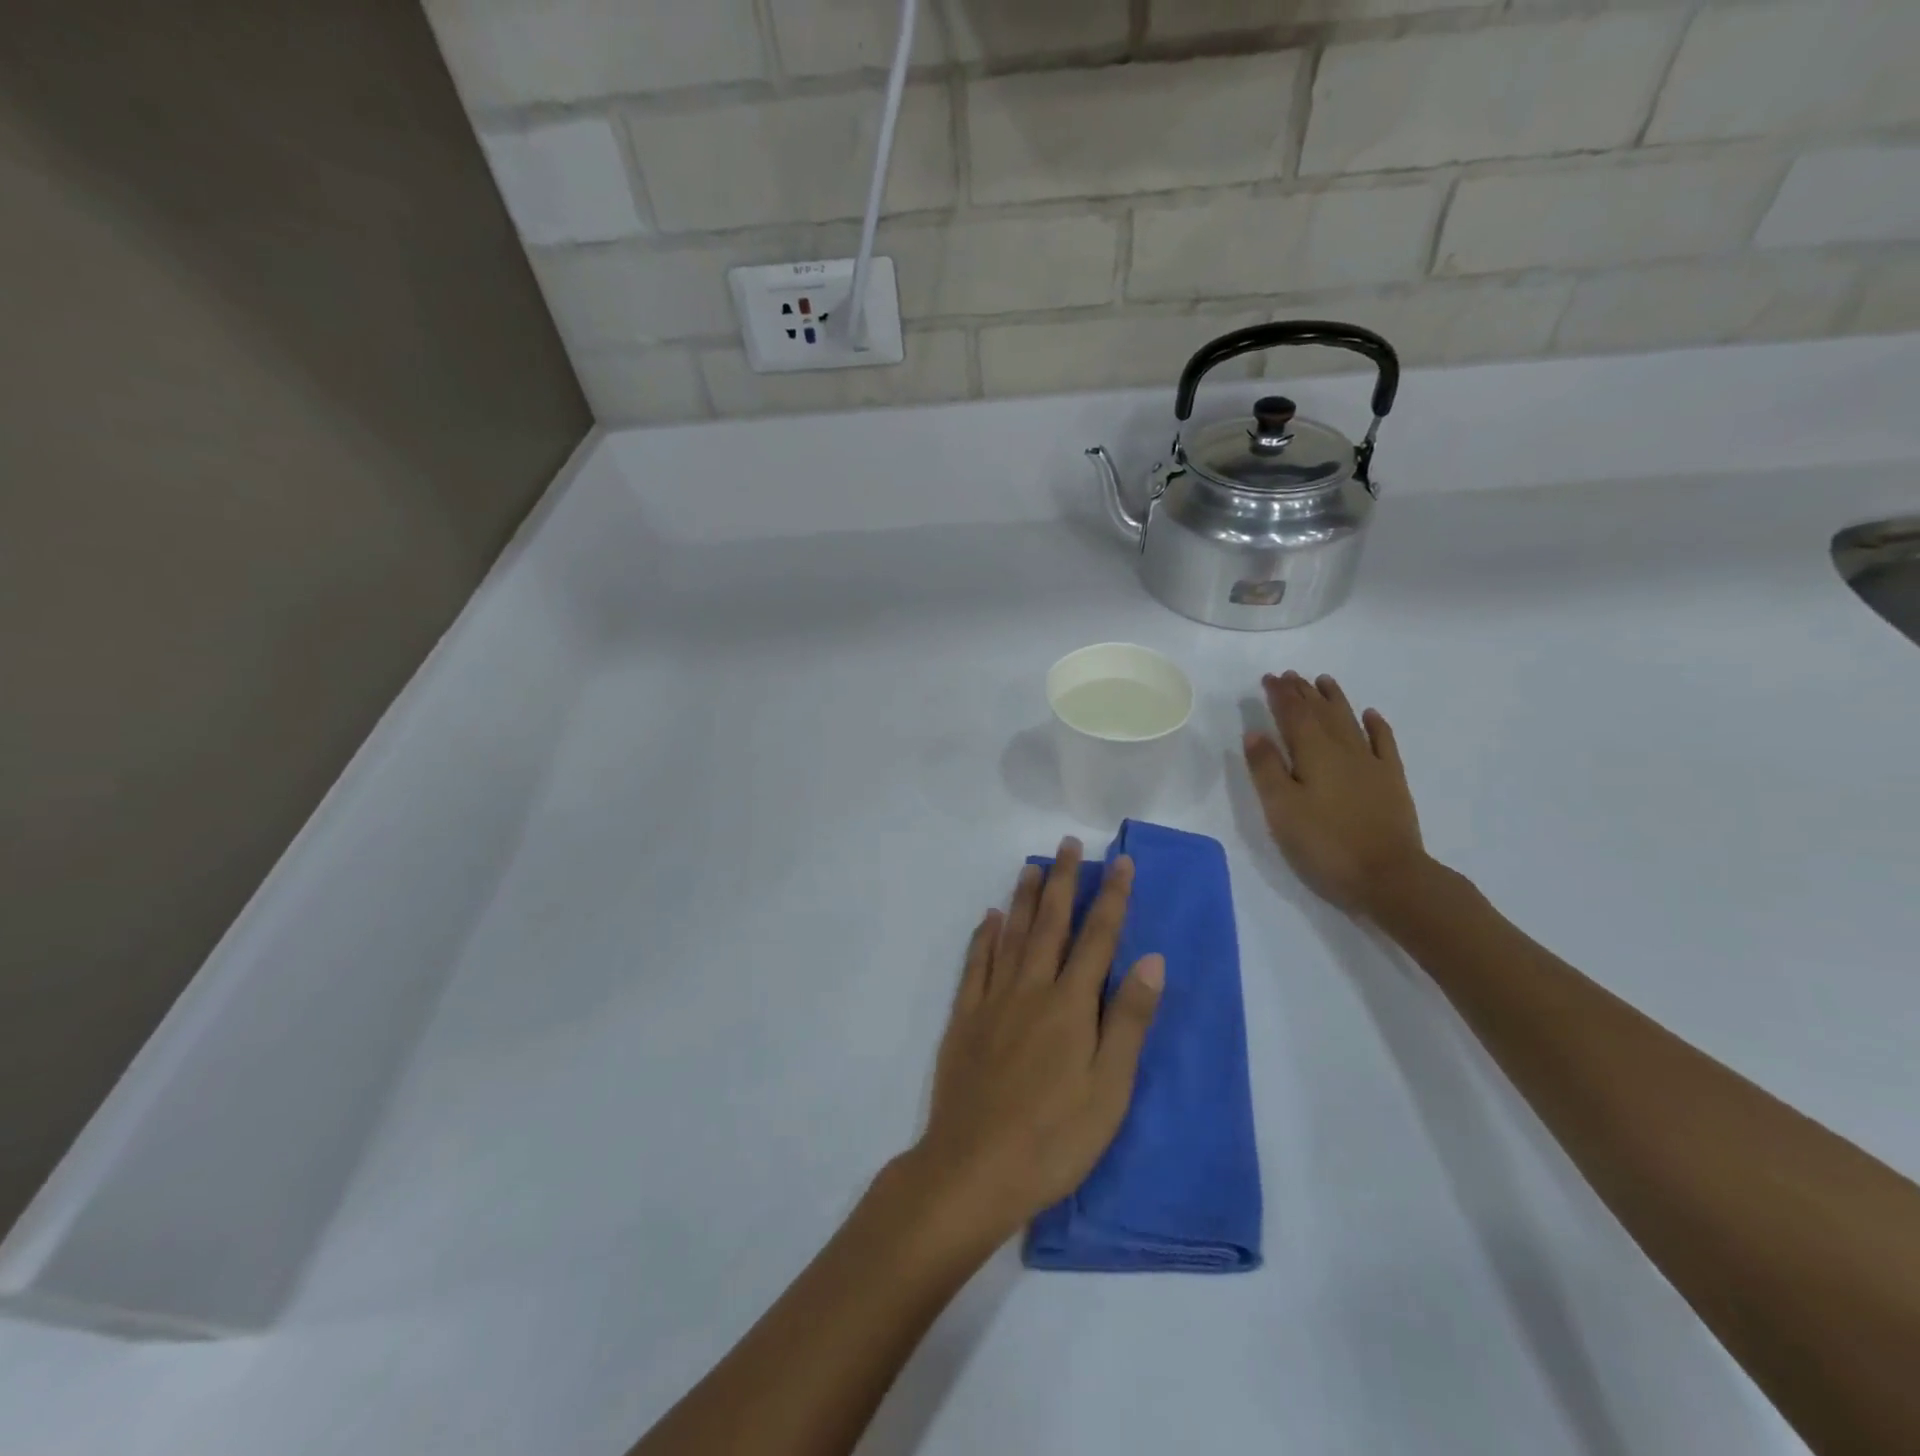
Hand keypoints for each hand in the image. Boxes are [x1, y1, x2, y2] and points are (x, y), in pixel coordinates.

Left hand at [909, 839, 1164, 1246]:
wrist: (974, 1168)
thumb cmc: (1054, 1138)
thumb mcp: (1109, 1089)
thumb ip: (1129, 1020)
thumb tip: (1151, 959)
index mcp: (1071, 1005)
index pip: (1097, 937)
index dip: (1111, 897)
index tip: (1120, 861)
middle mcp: (1031, 989)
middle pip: (1050, 924)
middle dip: (1062, 881)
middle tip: (1067, 844)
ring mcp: (993, 1000)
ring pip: (1010, 935)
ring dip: (1022, 897)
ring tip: (1031, 866)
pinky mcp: (965, 1018)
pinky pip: (976, 964)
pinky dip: (983, 936)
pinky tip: (988, 918)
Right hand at [1243, 671, 1429, 917]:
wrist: (1389, 876)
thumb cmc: (1325, 843)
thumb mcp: (1281, 809)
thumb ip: (1266, 769)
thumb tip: (1255, 733)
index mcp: (1313, 753)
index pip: (1293, 714)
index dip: (1280, 694)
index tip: (1269, 678)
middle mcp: (1343, 749)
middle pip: (1321, 712)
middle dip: (1303, 692)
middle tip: (1290, 675)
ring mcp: (1371, 763)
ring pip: (1349, 721)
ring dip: (1335, 699)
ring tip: (1323, 681)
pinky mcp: (1391, 781)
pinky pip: (1383, 742)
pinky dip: (1375, 725)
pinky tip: (1370, 715)